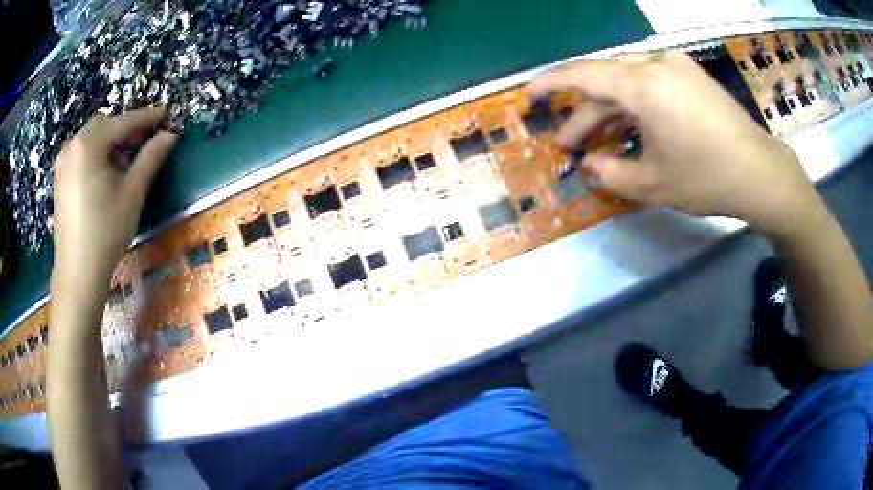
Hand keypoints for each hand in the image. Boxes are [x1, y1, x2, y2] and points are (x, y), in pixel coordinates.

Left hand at [52, 107, 177, 284]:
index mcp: (89, 143)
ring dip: (109, 145)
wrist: (77, 273)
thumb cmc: (105, 232)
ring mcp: (62, 163)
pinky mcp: (59, 179)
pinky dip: (95, 157)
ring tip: (122, 167)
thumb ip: (150, 158)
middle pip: (104, 127)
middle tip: (142, 146)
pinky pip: (80, 155)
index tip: (165, 114)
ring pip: (91, 140)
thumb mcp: (132, 193)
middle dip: (124, 131)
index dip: (146, 117)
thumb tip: (170, 134)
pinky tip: (103, 178)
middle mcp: (72, 145)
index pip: (123, 122)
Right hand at [528, 51, 821, 236]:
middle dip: (584, 113)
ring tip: (597, 141)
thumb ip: (610, 172)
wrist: (761, 174)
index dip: (550, 83)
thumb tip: (588, 163)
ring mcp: (677, 66)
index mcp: (644, 85)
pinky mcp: (691, 75)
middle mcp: (657, 64)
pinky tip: (630, 127)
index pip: (583, 75)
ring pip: (628, 82)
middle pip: (606, 81)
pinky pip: (650, 83)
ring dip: (610, 110)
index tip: (528, 93)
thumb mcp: (652, 184)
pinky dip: (634, 104)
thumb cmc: (707, 179)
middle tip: (570, 144)